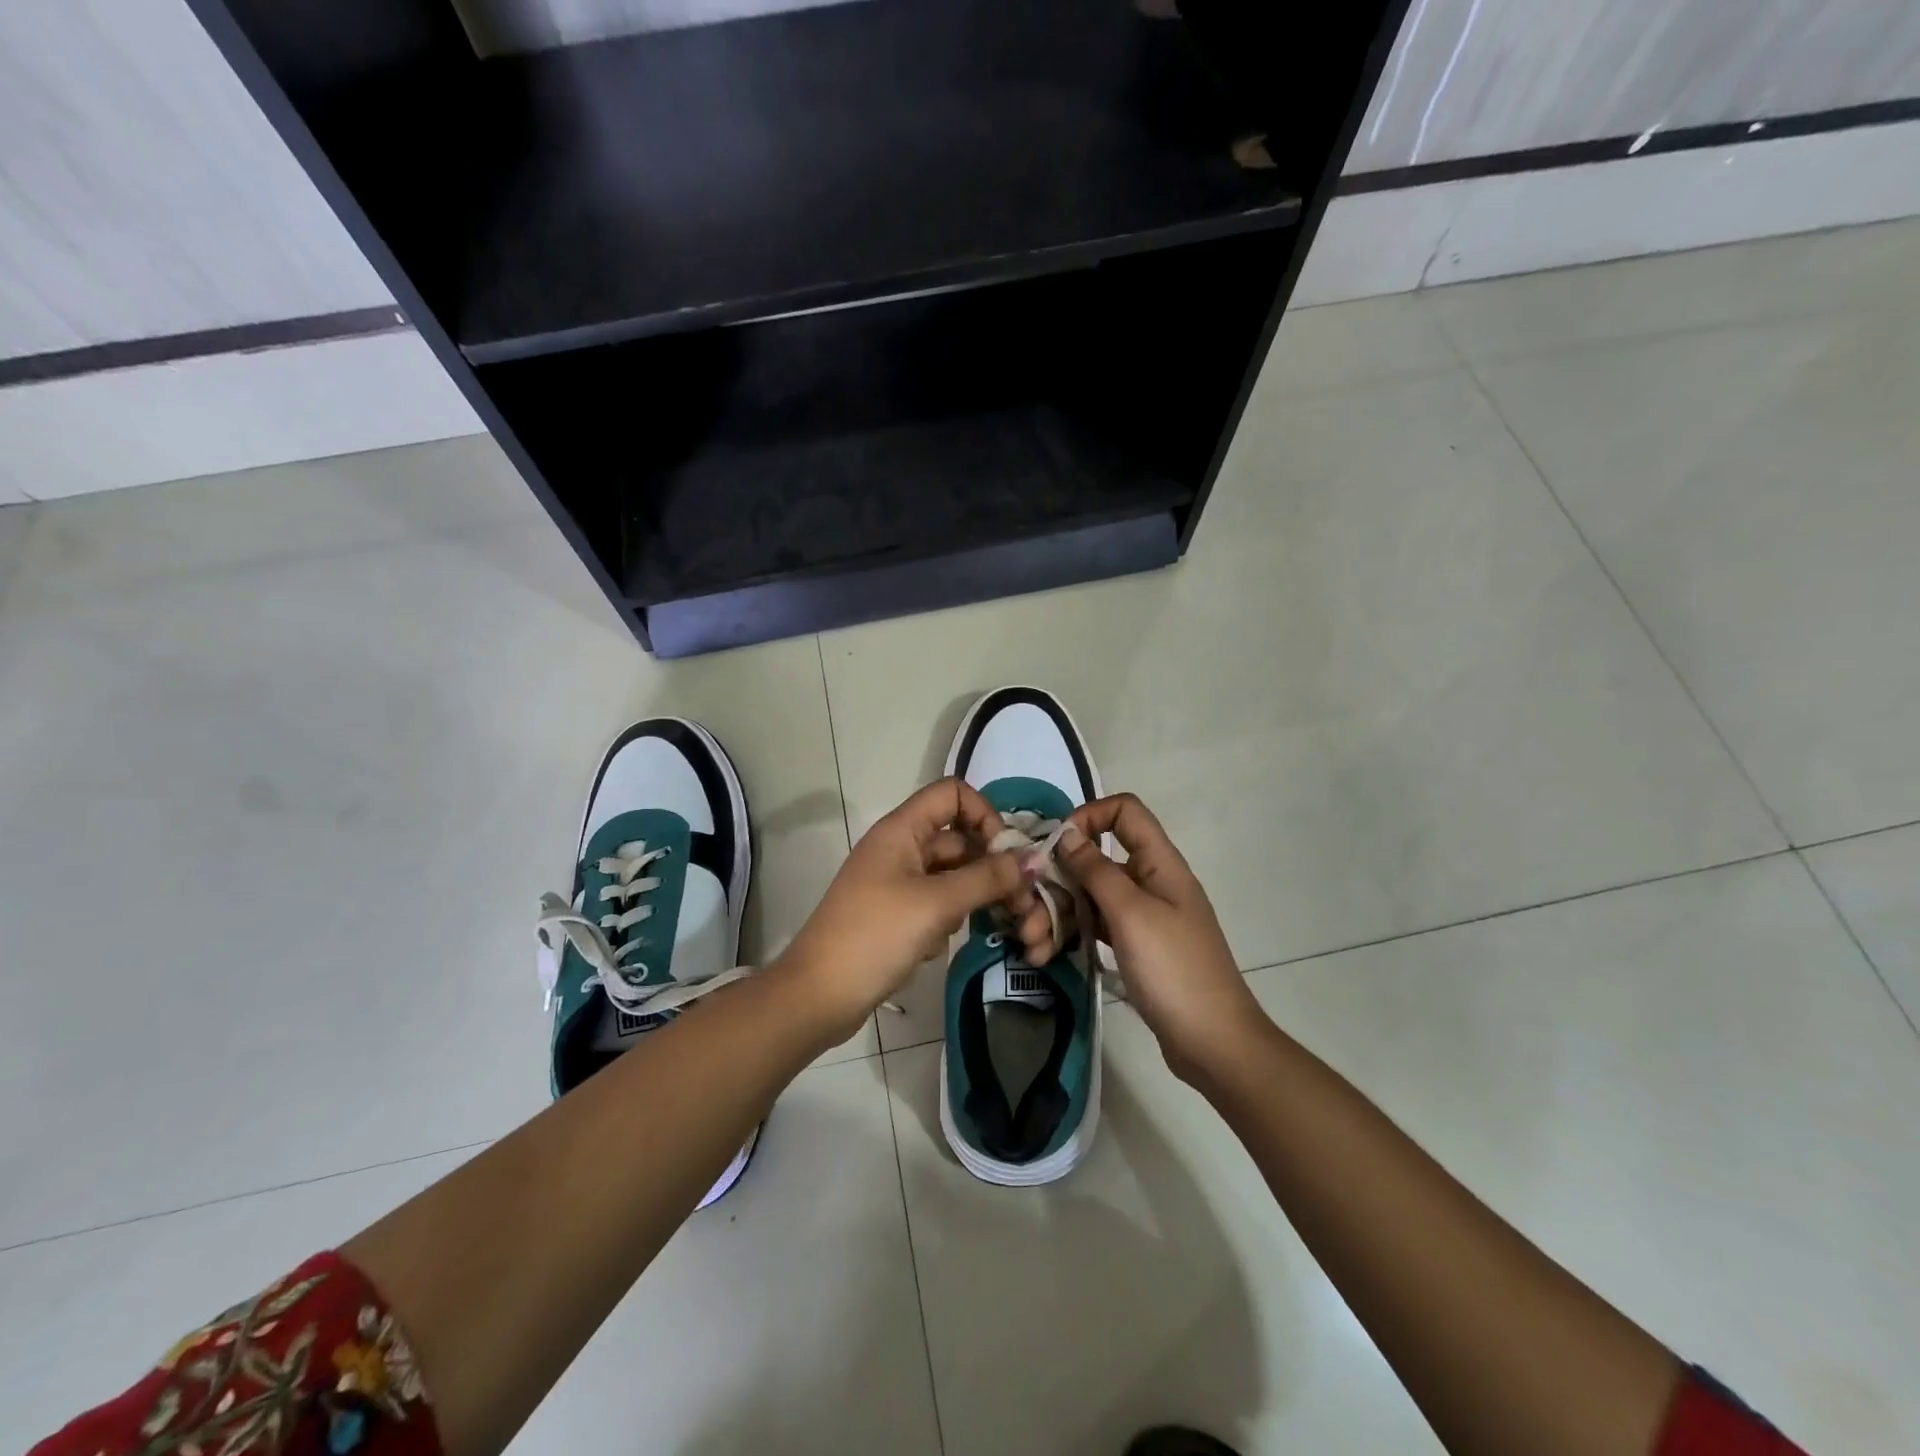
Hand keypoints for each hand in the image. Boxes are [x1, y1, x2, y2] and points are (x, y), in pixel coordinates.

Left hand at [774, 778, 1037, 1042]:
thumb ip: (987, 878)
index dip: (984, 814)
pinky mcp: (898, 915)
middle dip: (993, 868)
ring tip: (995, 928)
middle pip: (959, 840)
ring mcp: (898, 883)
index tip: (1005, 853)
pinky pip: (938, 904)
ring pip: (953, 876)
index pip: (953, 794)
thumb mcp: (936, 904)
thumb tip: (1033, 860)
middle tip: (1023, 905)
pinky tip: (939, 946)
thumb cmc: (875, 937)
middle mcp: (900, 848)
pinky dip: (949, 920)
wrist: (818, 996)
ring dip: (976, 898)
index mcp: (901, 830)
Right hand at [1050, 794, 1265, 1083]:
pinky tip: (1046, 953)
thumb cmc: (1174, 971)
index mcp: (1160, 863)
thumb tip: (1068, 833)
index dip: (1089, 815)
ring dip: (1058, 912)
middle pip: (1097, 859)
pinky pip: (1097, 925)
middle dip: (1058, 879)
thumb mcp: (1131, 914)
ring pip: (1091, 896)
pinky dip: (1072, 934)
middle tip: (1026, 911)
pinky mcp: (1135, 946)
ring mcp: (1143, 916)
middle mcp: (1151, 882)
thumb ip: (1096, 870)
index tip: (1056, 844)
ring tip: (1032, 943)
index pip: (1125, 811)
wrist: (1214, 1044)